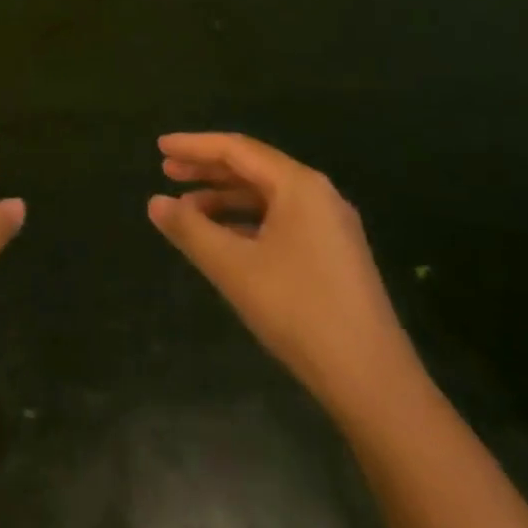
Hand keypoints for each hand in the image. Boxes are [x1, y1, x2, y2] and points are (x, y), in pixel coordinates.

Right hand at [148, 132, 417, 412]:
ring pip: (267, 196)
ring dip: (225, 198)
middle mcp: (318, 194)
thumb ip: (190, 230)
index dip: (194, 146)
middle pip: (253, 168)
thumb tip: (155, 202)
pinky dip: (247, 221)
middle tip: (166, 173)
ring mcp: (330, 224)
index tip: (159, 147)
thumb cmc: (298, 311)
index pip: (237, 149)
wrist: (373, 380)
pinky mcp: (334, 254)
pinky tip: (223, 239)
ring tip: (186, 209)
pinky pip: (281, 220)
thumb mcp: (234, 268)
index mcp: (299, 185)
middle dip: (207, 169)